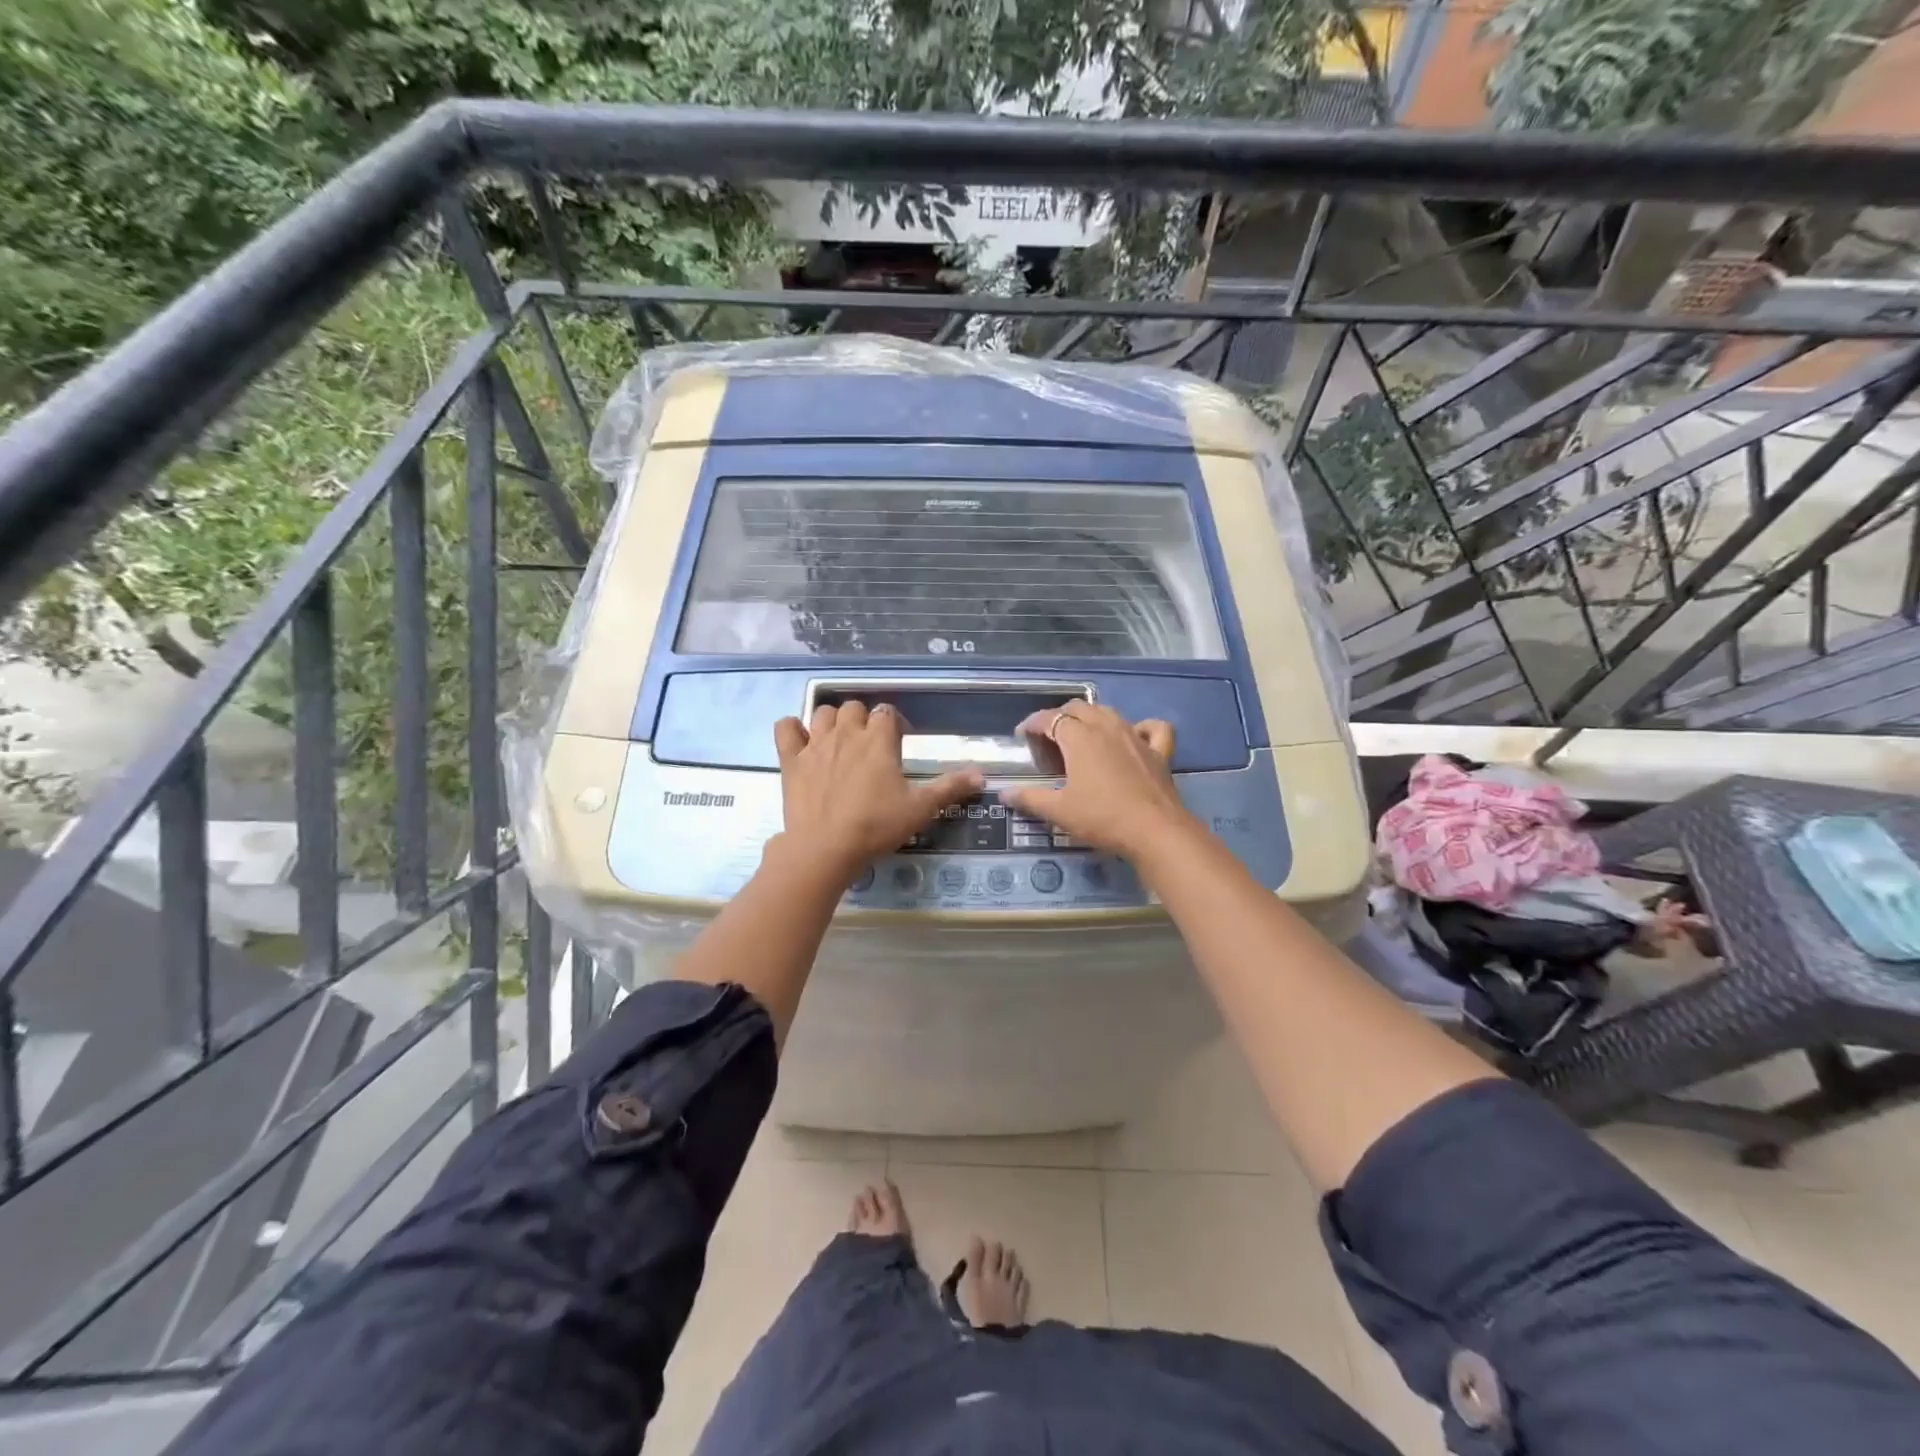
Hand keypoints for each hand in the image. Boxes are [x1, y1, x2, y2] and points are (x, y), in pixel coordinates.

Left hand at [773, 701, 982, 880]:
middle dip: (863, 720)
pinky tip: (801, 742)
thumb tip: (981, 775)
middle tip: (869, 747)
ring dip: (833, 721)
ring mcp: (815, 744)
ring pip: (823, 713)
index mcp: (878, 740)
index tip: (898, 745)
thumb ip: (950, 788)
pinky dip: (793, 729)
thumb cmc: (876, 826)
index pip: (887, 713)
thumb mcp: (920, 809)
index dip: (894, 725)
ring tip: (840, 743)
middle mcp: (847, 733)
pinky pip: (785, 728)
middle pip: (854, 708)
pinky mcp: (791, 760)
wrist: (825, 848)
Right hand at [1002, 702, 1192, 860]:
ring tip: (1082, 734)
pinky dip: (1141, 727)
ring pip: (1110, 712)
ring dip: (1092, 717)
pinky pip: (1153, 728)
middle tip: (1049, 737)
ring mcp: (1136, 736)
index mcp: (1080, 737)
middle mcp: (1107, 727)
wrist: (1155, 831)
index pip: (1050, 718)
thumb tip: (1004, 793)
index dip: (1033, 724)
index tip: (1022, 736)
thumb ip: (1030, 798)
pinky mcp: (1159, 751)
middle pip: (1079, 708)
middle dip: (1060, 716)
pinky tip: (1135, 736)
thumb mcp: (1059, 811)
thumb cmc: (1101, 818)